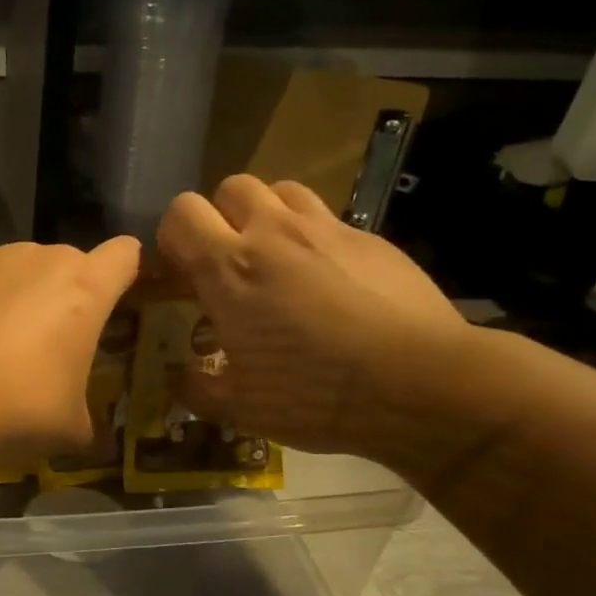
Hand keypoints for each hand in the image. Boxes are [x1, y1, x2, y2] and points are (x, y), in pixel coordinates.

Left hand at [0, 237, 140, 457]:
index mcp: (84, 290)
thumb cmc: (19, 404)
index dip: (124, 271)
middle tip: (45, 344)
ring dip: (10, 296)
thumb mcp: (69, 428)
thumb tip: (92, 441)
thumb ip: (86, 423)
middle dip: (60, 295)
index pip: (124, 255)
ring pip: (10, 269)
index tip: (115, 298)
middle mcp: (38, 259)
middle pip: (64, 263)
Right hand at [156, 176, 470, 456]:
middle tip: (228, 262)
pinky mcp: (371, 238)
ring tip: (275, 258)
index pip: (181, 213)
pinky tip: (328, 280)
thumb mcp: (241, 408)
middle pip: (230, 187)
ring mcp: (327, 229)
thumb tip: (182, 379)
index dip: (174, 237)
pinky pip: (328, 218)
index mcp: (229, 268)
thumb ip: (199, 389)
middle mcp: (273, 233)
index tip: (181, 273)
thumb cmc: (315, 395)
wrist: (422, 384)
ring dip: (267, 216)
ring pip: (281, 190)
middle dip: (220, 218)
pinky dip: (313, 238)